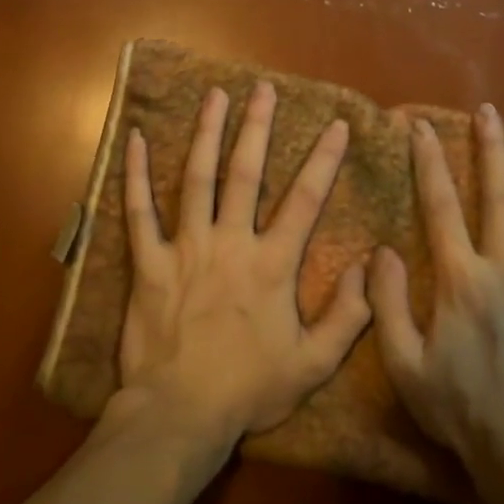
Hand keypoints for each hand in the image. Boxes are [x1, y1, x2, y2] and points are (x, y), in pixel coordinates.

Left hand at [116, 81, 372, 447]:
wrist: (179, 414)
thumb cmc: (248, 390)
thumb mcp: (312, 364)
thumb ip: (347, 316)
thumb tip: (367, 267)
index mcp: (272, 264)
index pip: (305, 200)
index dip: (324, 160)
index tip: (336, 125)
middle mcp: (230, 243)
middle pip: (245, 173)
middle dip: (257, 127)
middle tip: (262, 88)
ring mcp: (185, 248)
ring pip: (196, 179)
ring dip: (206, 133)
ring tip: (214, 96)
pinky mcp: (147, 263)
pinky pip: (138, 211)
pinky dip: (136, 174)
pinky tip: (137, 140)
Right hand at [370, 105, 503, 503]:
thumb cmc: (458, 407)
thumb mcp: (403, 363)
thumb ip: (388, 302)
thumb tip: (381, 250)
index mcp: (461, 280)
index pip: (440, 206)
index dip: (429, 162)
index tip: (422, 127)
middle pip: (497, 196)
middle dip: (489, 148)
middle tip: (487, 110)